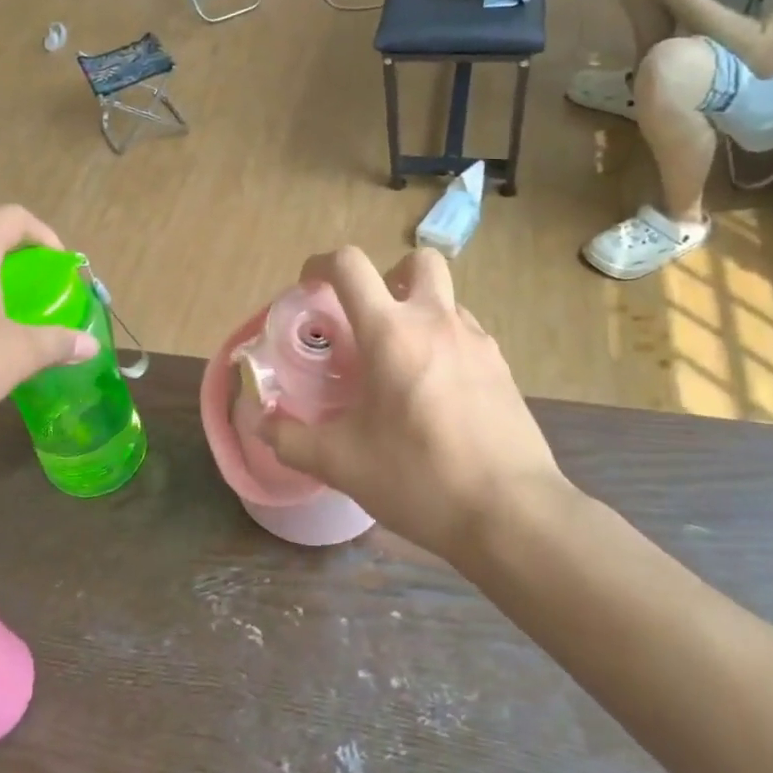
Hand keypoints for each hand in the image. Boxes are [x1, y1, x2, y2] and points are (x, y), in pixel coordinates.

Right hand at [262, 247, 569, 560]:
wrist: (512, 513)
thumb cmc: (419, 478)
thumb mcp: (342, 463)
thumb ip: (292, 440)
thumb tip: (260, 425)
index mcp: (391, 333)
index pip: (350, 266)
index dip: (321, 263)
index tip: (309, 285)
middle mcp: (436, 322)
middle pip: (417, 259)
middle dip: (389, 273)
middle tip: (370, 316)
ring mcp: (477, 341)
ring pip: (445, 298)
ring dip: (419, 310)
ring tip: (402, 363)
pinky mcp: (503, 368)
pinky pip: (467, 333)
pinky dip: (444, 342)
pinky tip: (437, 392)